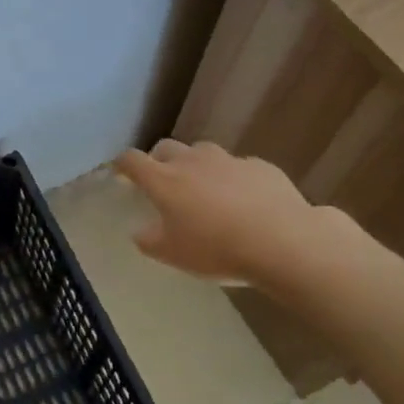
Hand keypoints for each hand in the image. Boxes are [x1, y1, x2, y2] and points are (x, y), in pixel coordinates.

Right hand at [114, 139, 359, 293]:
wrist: (283, 241)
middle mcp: (192, 161)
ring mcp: (228, 160)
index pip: (132, 160)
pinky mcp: (260, 166)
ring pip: (203, 153)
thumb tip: (140, 231)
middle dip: (159, 160)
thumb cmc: (217, 249)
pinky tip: (244, 201)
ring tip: (205, 190)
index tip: (120, 173)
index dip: (122, 164)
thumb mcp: (173, 255)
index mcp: (164, 180)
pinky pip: (238, 167)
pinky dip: (233, 178)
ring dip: (196, 165)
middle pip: (166, 148)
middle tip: (163, 182)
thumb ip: (149, 240)